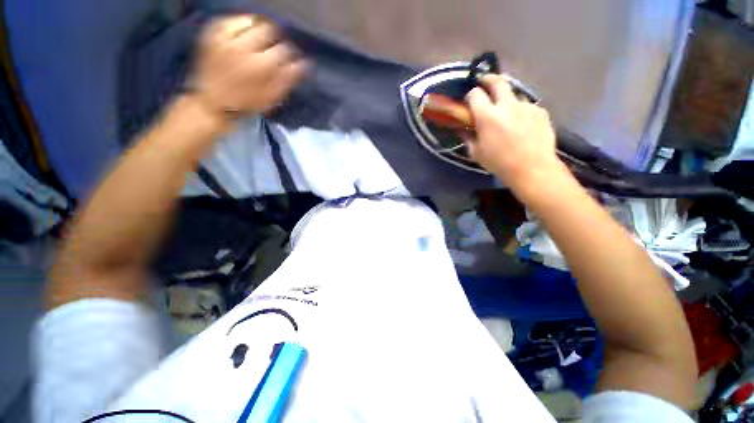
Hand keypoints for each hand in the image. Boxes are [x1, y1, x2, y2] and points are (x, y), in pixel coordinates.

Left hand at [190, 15, 305, 117]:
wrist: (213, 101)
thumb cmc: (247, 103)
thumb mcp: (272, 97)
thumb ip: (289, 79)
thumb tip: (305, 64)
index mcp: (261, 66)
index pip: (284, 50)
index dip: (290, 54)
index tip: (289, 60)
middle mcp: (244, 48)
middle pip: (269, 30)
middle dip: (276, 39)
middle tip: (274, 48)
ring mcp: (226, 38)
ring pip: (251, 21)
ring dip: (260, 29)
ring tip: (260, 40)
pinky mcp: (213, 34)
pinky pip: (232, 20)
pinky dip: (241, 24)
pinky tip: (244, 34)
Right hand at [465, 74, 565, 192]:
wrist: (532, 168)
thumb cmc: (499, 163)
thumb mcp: (476, 153)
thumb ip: (468, 138)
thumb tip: (462, 130)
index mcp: (487, 116)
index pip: (475, 94)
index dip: (471, 95)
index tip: (470, 101)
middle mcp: (507, 105)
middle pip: (497, 81)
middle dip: (488, 79)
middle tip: (485, 82)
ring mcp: (526, 106)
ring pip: (514, 94)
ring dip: (507, 99)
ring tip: (506, 113)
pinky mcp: (540, 111)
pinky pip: (527, 106)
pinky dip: (521, 111)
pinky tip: (521, 124)